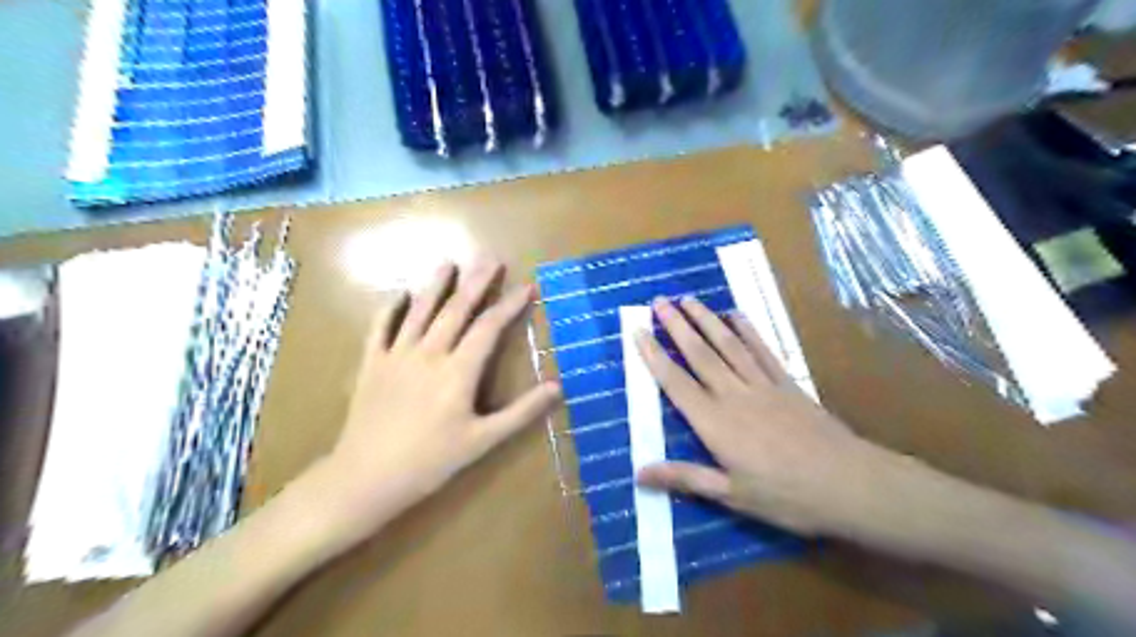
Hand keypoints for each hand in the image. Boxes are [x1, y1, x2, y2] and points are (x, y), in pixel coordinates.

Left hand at [324, 259, 558, 542]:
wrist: (366, 478)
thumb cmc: (430, 462)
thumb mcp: (483, 441)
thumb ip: (521, 412)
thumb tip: (557, 387)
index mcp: (458, 371)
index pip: (489, 328)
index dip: (510, 305)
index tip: (527, 286)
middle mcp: (429, 353)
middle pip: (456, 310)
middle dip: (477, 283)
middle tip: (491, 259)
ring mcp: (396, 355)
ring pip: (419, 311)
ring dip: (436, 285)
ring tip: (448, 263)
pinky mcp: (371, 364)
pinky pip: (381, 328)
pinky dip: (391, 309)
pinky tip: (400, 295)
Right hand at [636, 295, 890, 534]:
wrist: (850, 483)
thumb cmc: (787, 496)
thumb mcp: (732, 496)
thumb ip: (685, 478)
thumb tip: (639, 473)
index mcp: (715, 423)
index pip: (676, 383)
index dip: (654, 356)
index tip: (638, 331)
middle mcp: (734, 395)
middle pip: (700, 354)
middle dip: (677, 326)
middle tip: (659, 301)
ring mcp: (762, 385)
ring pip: (728, 345)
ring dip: (706, 320)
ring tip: (688, 299)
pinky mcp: (787, 383)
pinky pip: (763, 351)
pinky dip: (748, 330)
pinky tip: (736, 315)